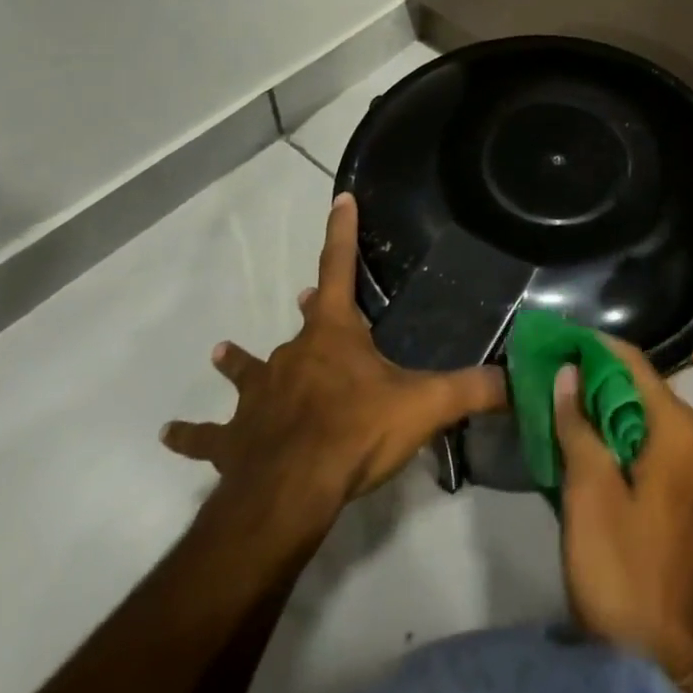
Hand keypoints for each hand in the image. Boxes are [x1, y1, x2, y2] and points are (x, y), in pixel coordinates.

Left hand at [161, 193, 505, 550]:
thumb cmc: (356, 433)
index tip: (339, 199)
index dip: (341, 232)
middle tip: (306, 301)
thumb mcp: (427, 406)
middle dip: (309, 309)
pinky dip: (193, 435)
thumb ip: (475, 389)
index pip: (339, 268)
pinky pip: (210, 435)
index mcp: (333, 335)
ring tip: (221, 351)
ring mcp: (257, 396)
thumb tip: (521, 381)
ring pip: (249, 371)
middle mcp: (292, 355)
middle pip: (303, 323)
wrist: (289, 493)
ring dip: (240, 362)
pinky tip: (171, 436)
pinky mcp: (234, 439)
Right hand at [555, 340, 692, 692]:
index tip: (557, 341)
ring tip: (566, 414)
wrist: (682, 668)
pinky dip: (628, 444)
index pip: (633, 363)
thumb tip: (569, 373)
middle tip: (552, 380)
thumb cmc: (629, 574)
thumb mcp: (590, 497)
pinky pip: (660, 453)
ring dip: (610, 415)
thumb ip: (579, 428)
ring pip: (651, 423)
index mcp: (678, 428)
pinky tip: (597, 457)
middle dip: (598, 382)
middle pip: (644, 391)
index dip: (594, 347)